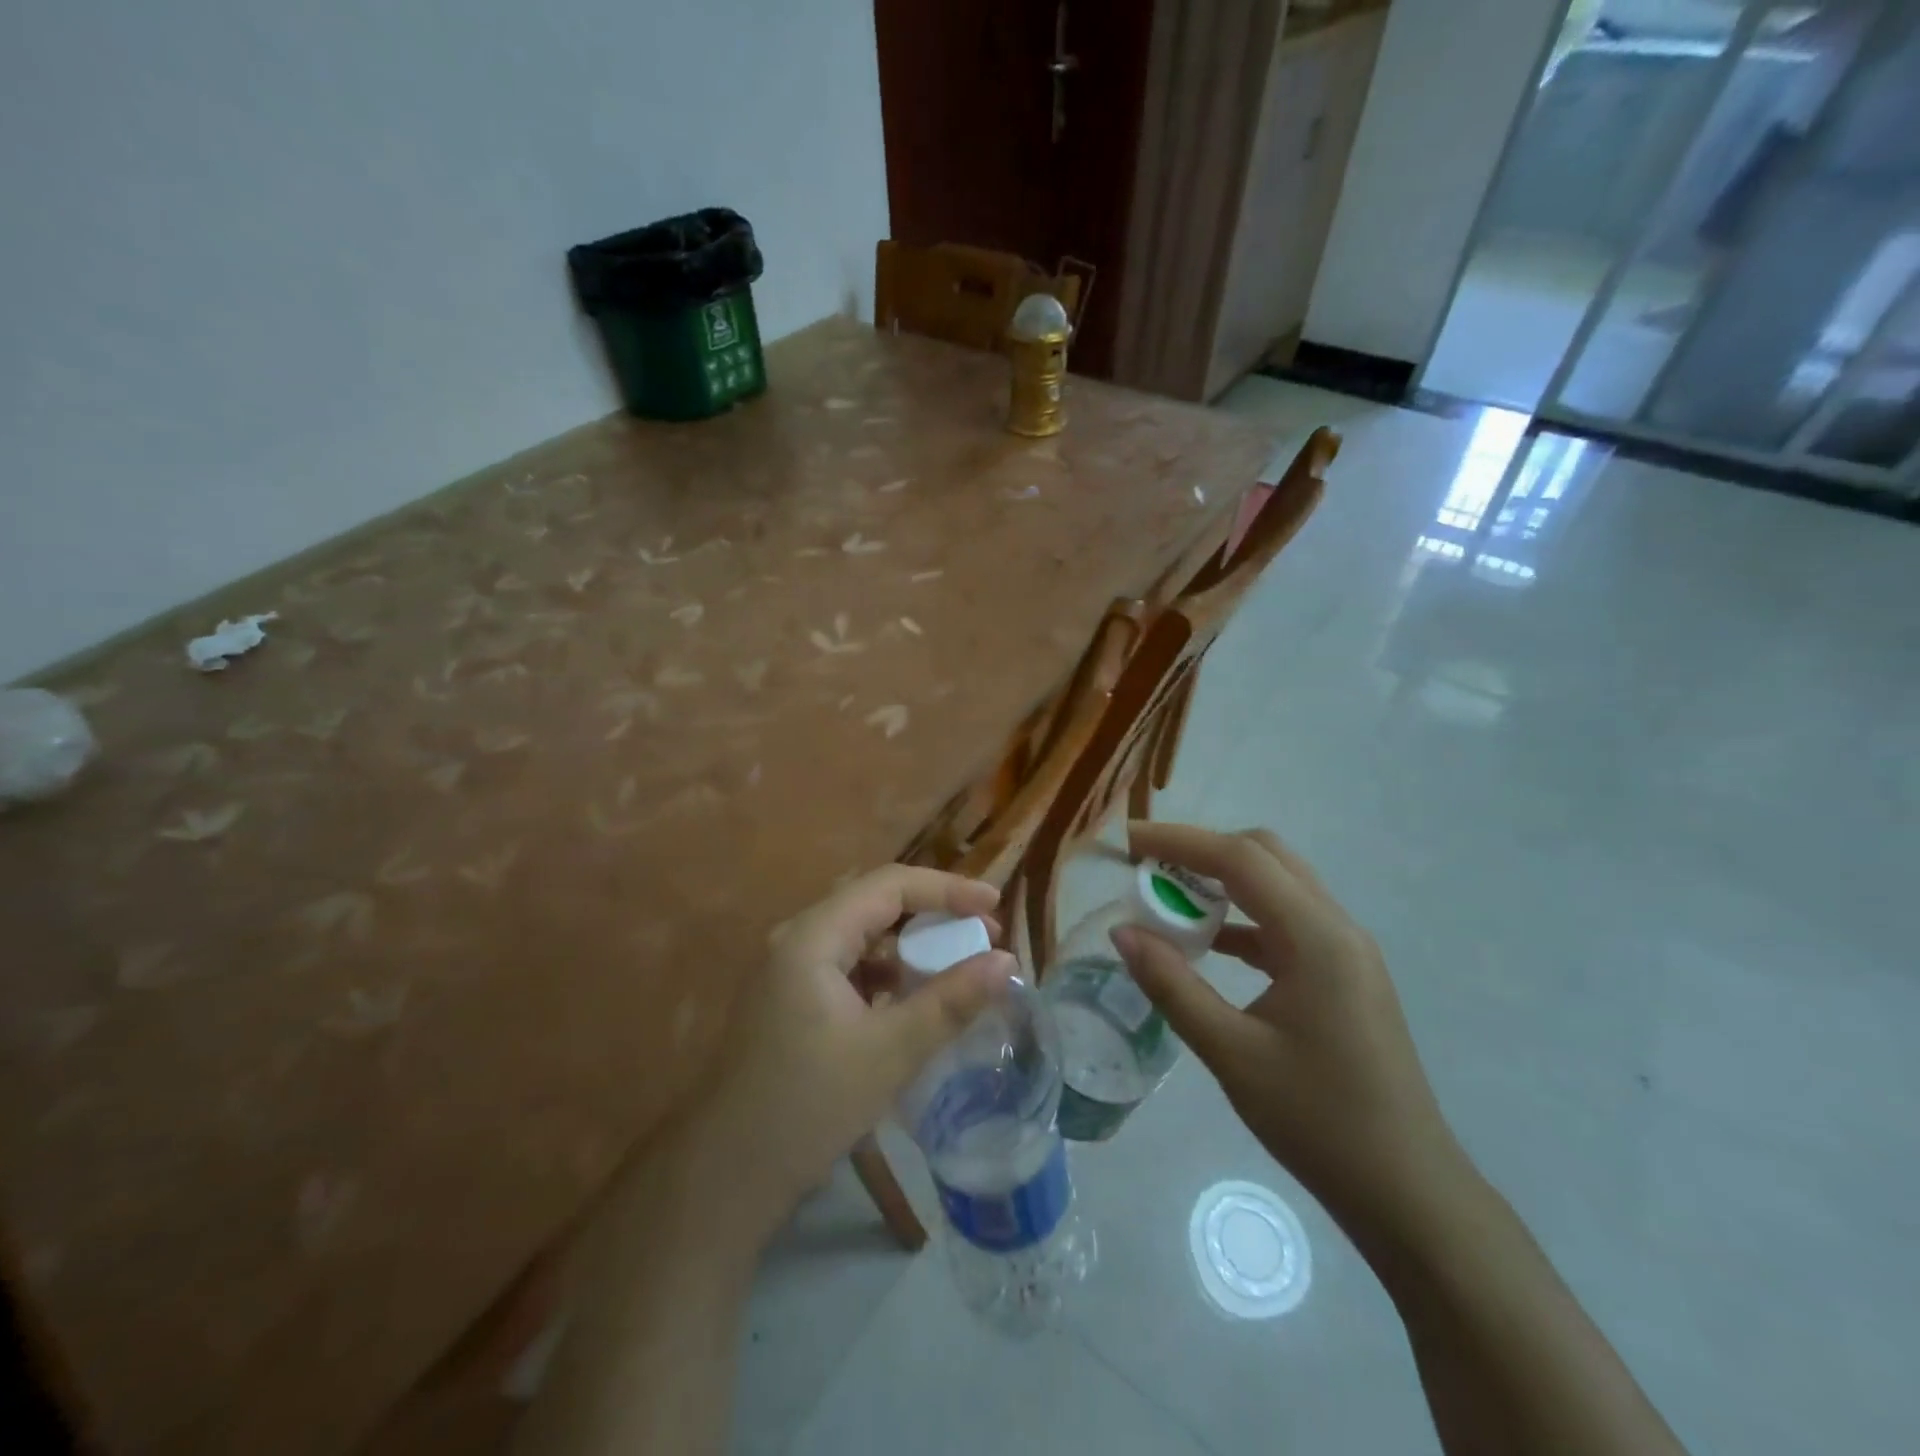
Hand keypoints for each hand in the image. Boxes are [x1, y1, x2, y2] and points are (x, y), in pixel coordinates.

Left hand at [692, 865, 1015, 1242]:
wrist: (728, 1175)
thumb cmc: (808, 1106)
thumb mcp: (890, 1052)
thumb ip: (950, 1001)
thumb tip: (1007, 961)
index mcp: (812, 937)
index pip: (889, 885)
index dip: (946, 889)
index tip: (995, 907)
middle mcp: (797, 939)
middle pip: (874, 902)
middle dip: (931, 913)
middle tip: (981, 935)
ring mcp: (790, 969)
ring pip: (861, 935)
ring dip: (909, 944)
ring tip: (955, 966)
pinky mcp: (791, 998)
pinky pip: (848, 965)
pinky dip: (886, 972)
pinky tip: (911, 1000)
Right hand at [1114, 822, 1467, 1241]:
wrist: (1407, 1192)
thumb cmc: (1319, 1122)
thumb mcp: (1232, 1053)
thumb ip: (1172, 986)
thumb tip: (1121, 933)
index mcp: (1317, 937)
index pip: (1240, 859)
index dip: (1179, 841)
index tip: (1127, 842)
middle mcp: (1337, 927)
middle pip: (1264, 856)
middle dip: (1202, 851)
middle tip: (1148, 869)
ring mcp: (1345, 950)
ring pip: (1277, 885)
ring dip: (1222, 882)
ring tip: (1167, 900)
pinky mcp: (1343, 975)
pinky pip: (1285, 922)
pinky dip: (1242, 918)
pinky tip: (1208, 944)